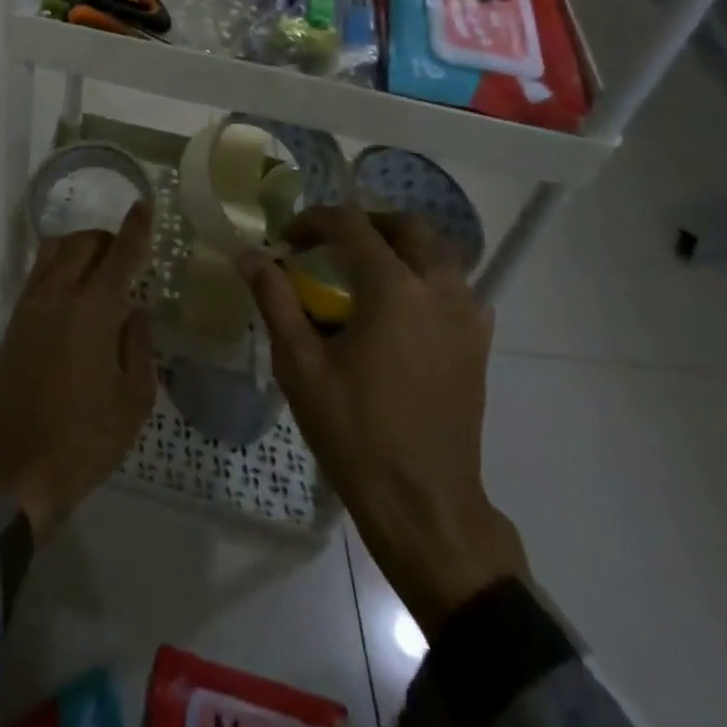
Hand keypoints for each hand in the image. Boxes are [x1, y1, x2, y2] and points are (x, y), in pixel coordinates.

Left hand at [0, 203, 156, 540]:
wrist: (20, 465)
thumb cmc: (88, 437)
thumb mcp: (134, 398)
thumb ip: (138, 345)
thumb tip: (136, 310)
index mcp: (92, 310)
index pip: (119, 255)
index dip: (135, 228)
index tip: (145, 204)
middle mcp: (58, 295)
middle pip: (81, 242)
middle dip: (106, 238)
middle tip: (125, 255)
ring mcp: (31, 305)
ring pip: (54, 251)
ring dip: (79, 247)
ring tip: (99, 268)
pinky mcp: (15, 321)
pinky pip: (38, 272)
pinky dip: (59, 265)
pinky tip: (73, 288)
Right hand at [239, 207, 528, 636]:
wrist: (424, 505)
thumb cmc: (355, 432)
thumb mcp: (301, 364)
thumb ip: (276, 299)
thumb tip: (249, 255)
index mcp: (393, 288)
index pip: (351, 224)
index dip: (314, 221)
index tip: (287, 244)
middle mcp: (437, 289)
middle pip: (407, 226)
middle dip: (364, 224)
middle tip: (330, 246)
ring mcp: (466, 317)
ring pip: (438, 253)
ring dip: (399, 247)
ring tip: (363, 273)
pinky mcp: (477, 345)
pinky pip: (457, 289)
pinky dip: (427, 279)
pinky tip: (402, 308)